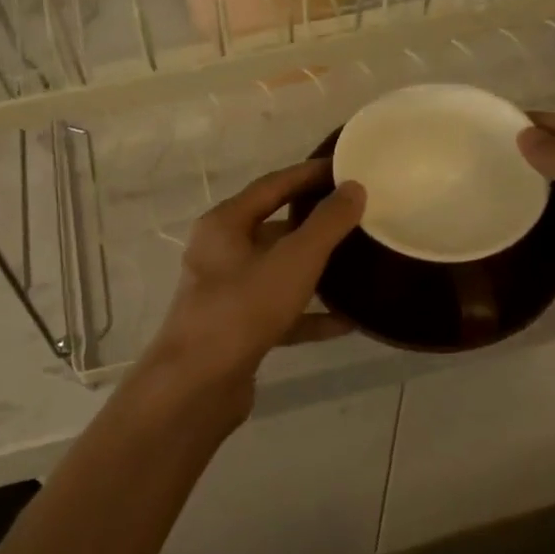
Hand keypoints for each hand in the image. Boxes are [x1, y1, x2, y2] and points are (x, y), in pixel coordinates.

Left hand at [142, 160, 364, 404]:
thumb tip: (354, 188)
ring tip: (358, 265)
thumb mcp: (293, 260)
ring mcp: (228, 294)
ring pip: (278, 272)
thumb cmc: (243, 309)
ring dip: (315, 271)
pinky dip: (309, 315)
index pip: (272, 185)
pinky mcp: (237, 330)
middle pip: (274, 228)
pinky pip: (280, 313)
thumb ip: (327, 224)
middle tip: (357, 217)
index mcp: (225, 225)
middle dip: (315, 224)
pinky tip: (347, 322)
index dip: (309, 174)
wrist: (197, 384)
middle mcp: (221, 253)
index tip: (345, 169)